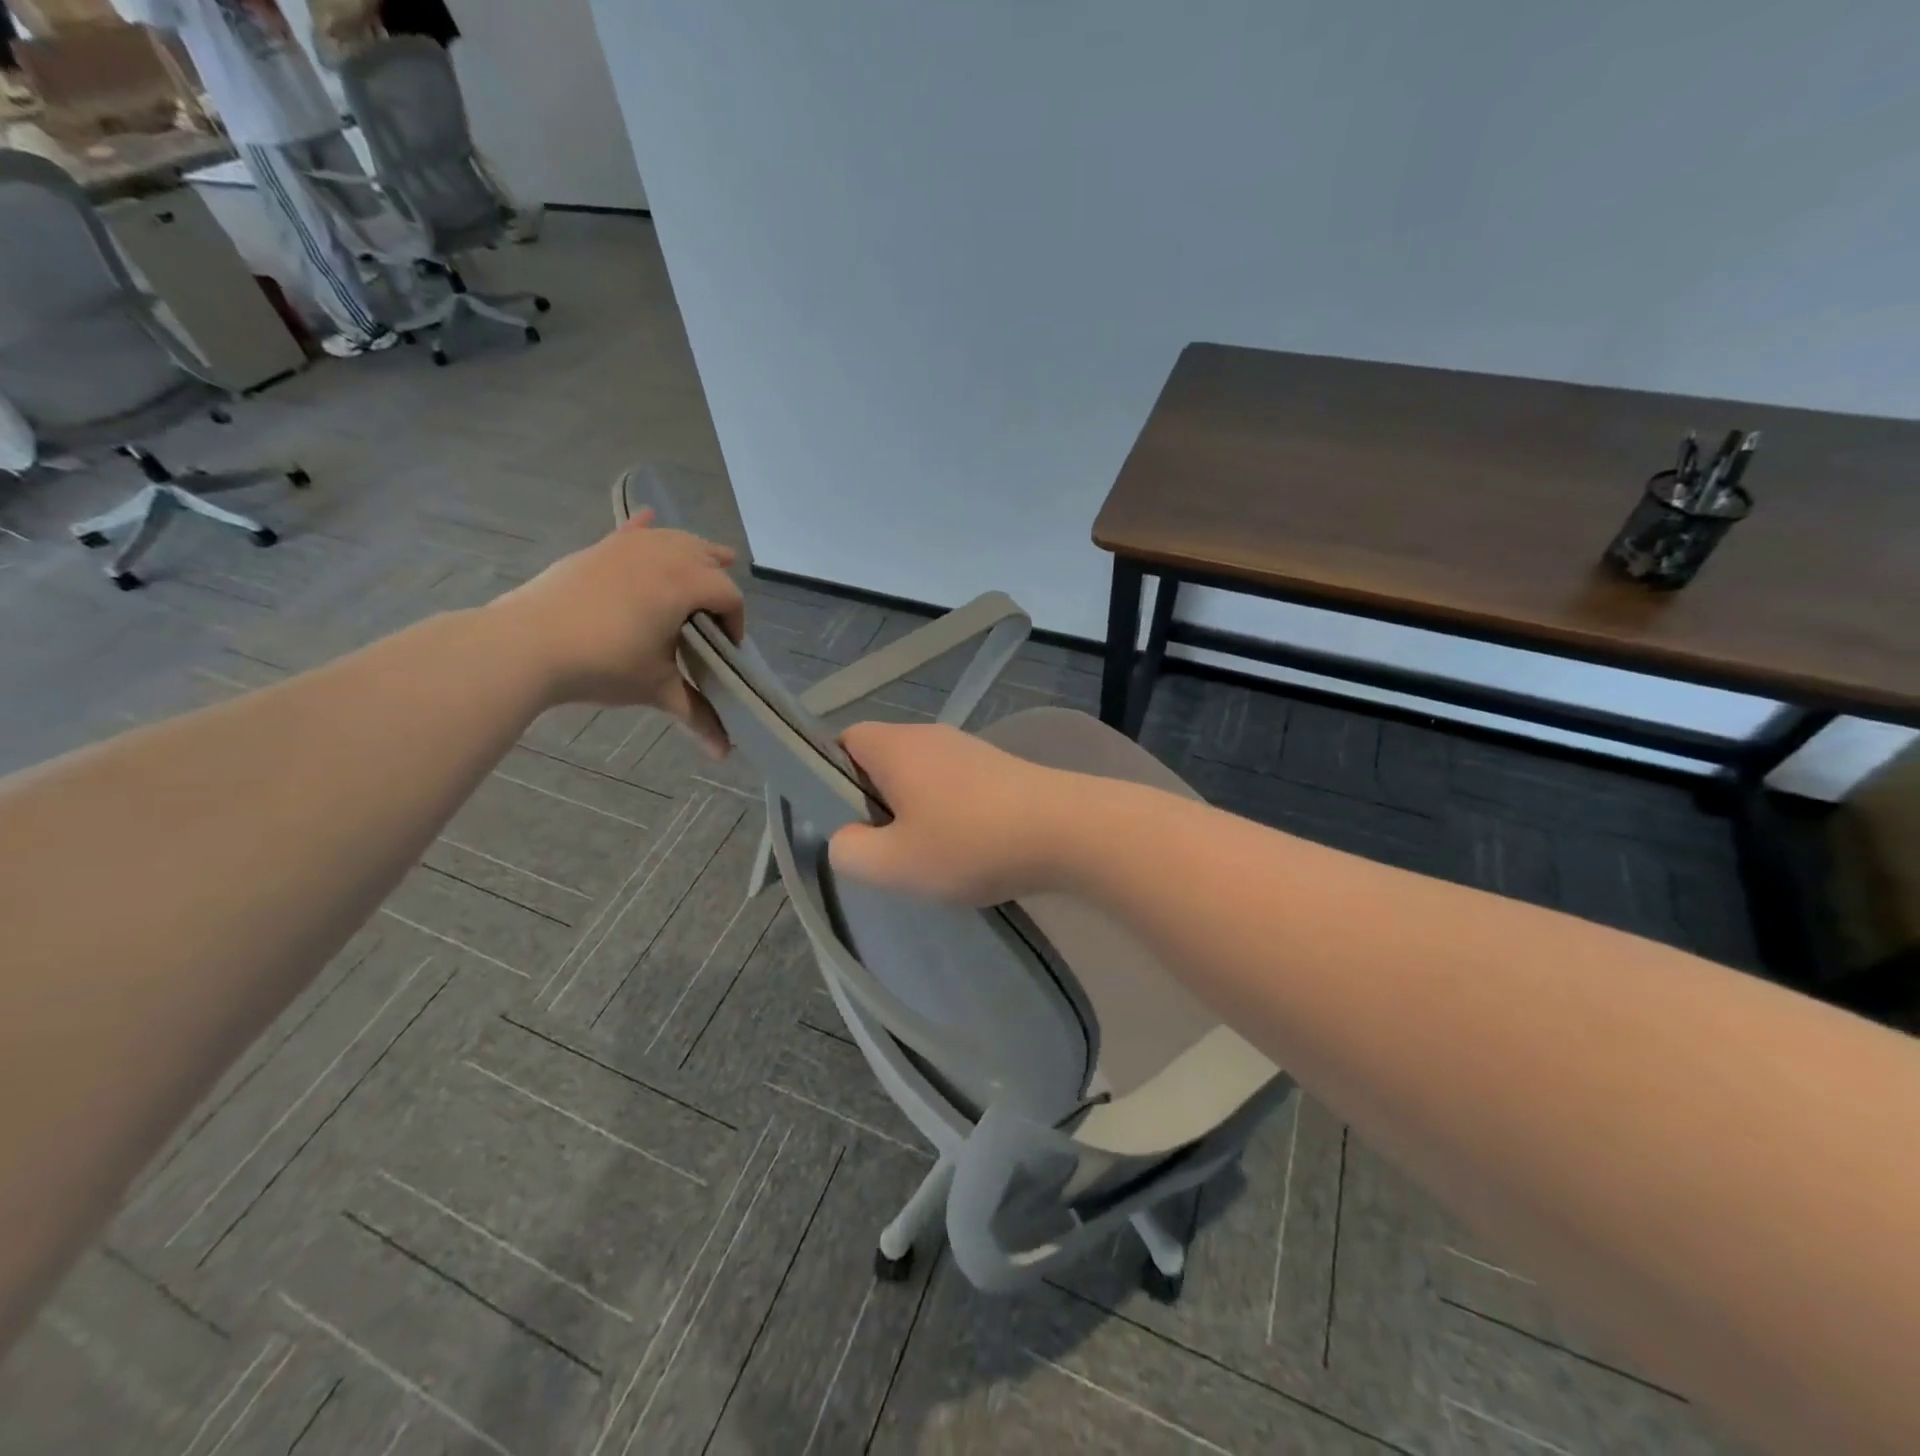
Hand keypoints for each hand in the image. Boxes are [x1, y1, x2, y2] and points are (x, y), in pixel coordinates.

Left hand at [488, 512, 744, 753]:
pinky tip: (650, 519)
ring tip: (704, 562)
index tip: (727, 649)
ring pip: (672, 539)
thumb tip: (725, 754)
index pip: (728, 596)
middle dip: (719, 581)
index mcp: (685, 584)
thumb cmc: (603, 665)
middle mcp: (662, 555)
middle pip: (706, 557)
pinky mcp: (597, 549)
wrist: (526, 645)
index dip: (736, 622)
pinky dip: (644, 528)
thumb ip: (696, 715)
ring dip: (693, 552)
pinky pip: (630, 532)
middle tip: (718, 613)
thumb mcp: (656, 689)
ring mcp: (626, 547)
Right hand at [829, 722, 1076, 904]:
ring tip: (925, 854)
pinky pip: (955, 786)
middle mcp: (931, 736)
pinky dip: (949, 813)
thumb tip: (845, 837)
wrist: (1068, 831)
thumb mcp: (894, 863)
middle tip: (881, 846)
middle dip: (874, 801)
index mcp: (896, 746)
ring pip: (921, 776)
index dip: (830, 775)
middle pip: (883, 760)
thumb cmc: (970, 842)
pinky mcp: (1000, 769)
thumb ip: (850, 851)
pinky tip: (965, 848)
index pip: (844, 741)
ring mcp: (970, 749)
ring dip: (914, 811)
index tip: (840, 818)